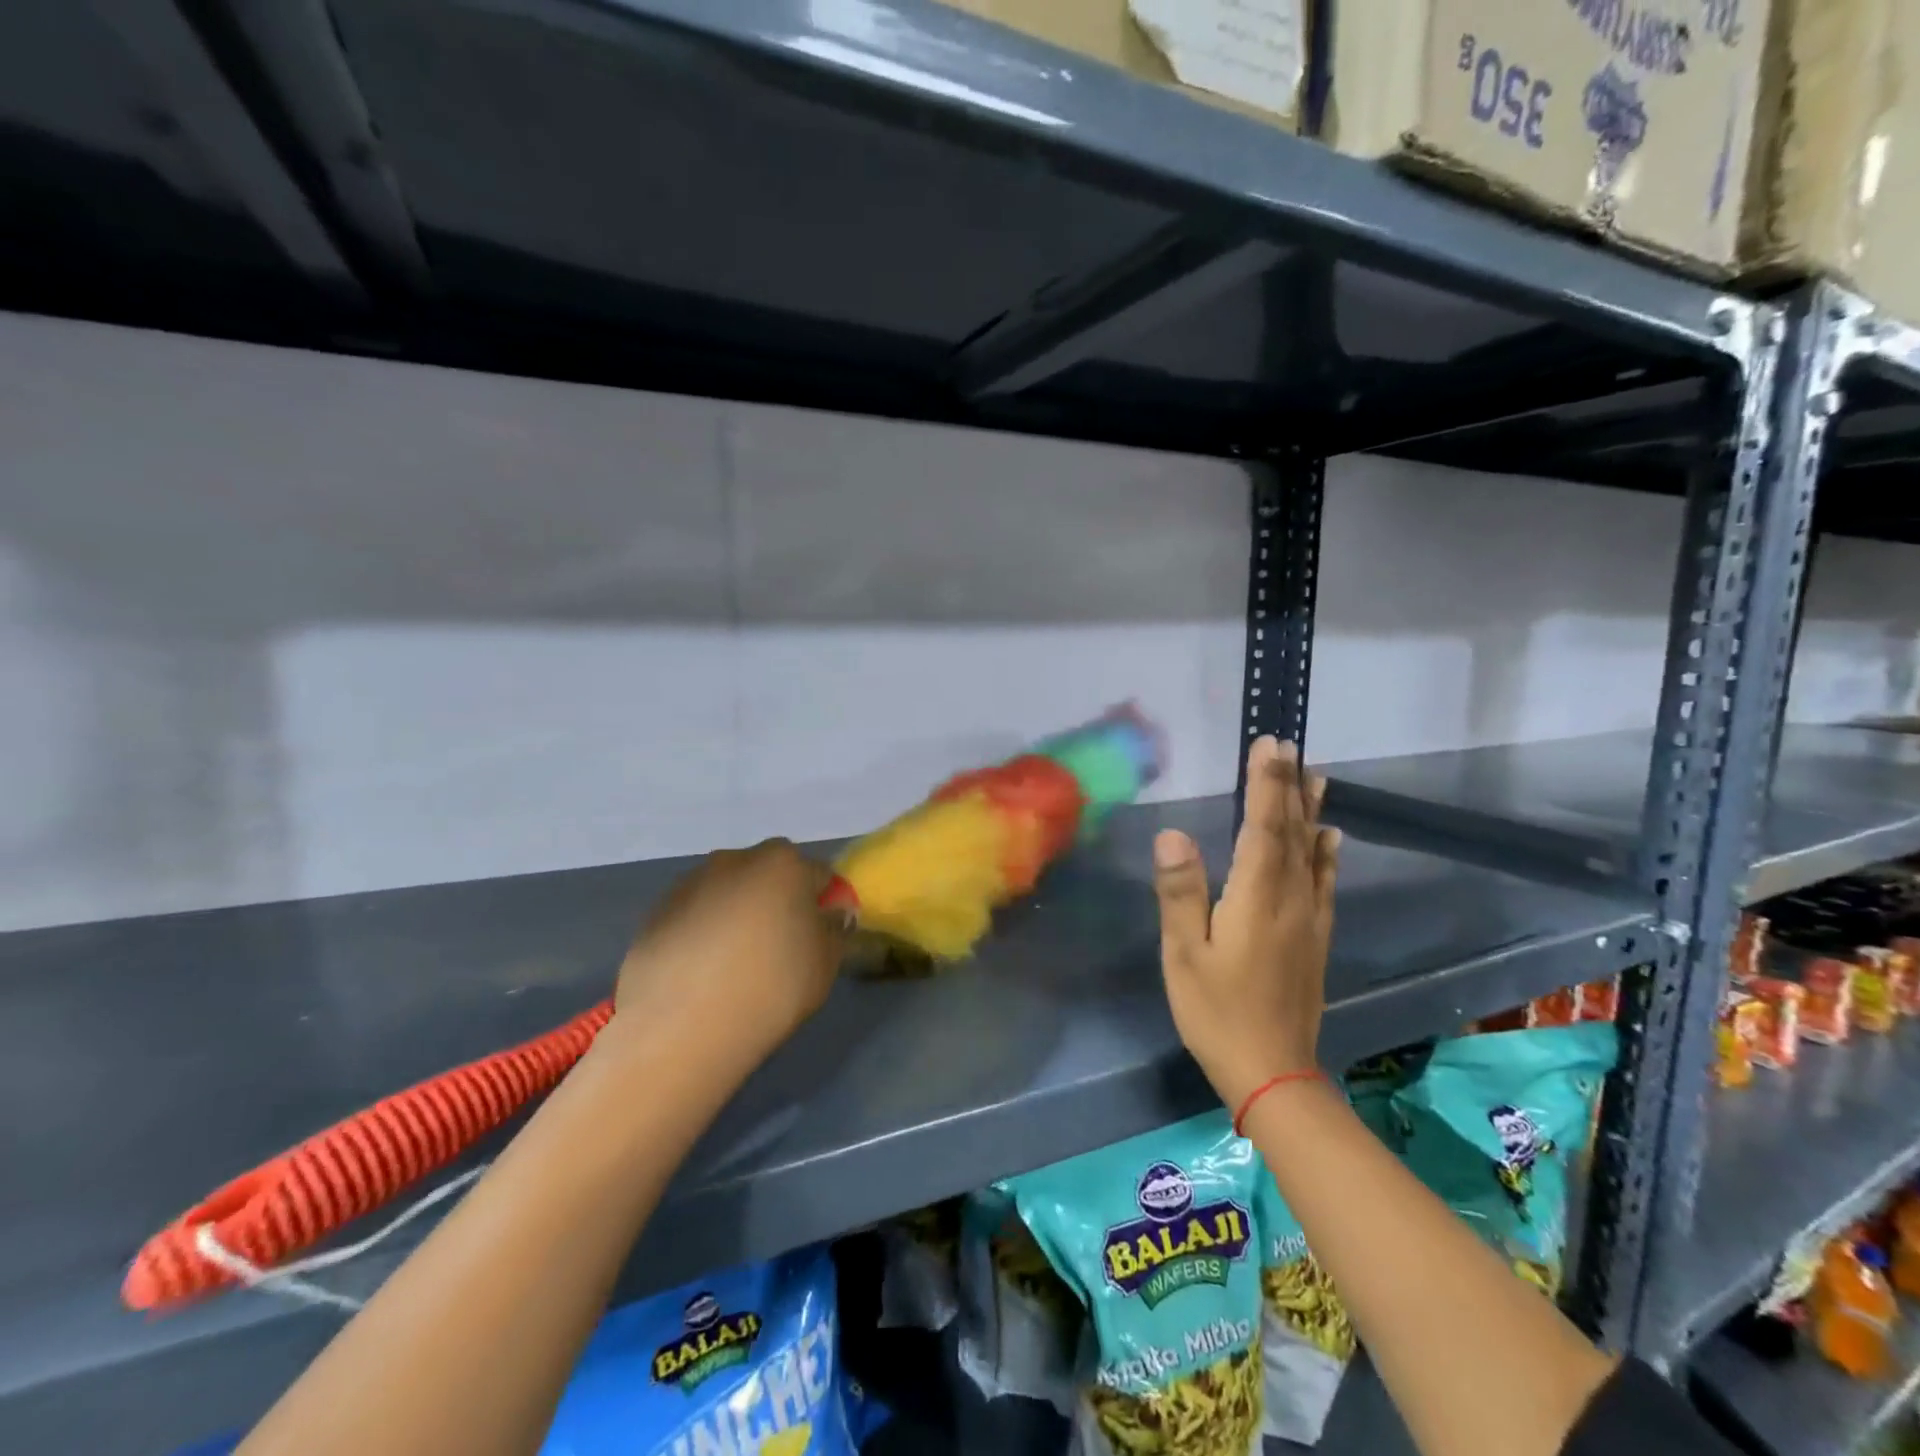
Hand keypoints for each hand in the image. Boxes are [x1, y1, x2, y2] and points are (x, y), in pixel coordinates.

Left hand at [611, 839, 846, 1071]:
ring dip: (737, 916)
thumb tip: (829, 914)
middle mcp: (736, 860)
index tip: (821, 937)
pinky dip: (703, 935)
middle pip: (769, 876)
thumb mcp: (826, 963)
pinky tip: (703, 975)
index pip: (819, 875)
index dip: (824, 905)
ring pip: (728, 894)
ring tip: (734, 966)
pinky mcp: (656, 914)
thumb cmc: (772, 986)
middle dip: (777, 903)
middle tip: (779, 949)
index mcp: (783, 863)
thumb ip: (834, 930)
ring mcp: (690, 884)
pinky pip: (695, 917)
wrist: (682, 1025)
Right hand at [1154, 737, 1339, 1109]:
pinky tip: (1332, 837)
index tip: (1269, 744)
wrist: (1273, 1072)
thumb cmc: (1216, 1012)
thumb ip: (1181, 892)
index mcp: (1256, 897)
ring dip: (1312, 811)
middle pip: (1293, 831)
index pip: (1263, 827)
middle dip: (1289, 786)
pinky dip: (1328, 853)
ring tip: (1317, 776)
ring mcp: (1309, 919)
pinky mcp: (1316, 938)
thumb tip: (1173, 833)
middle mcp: (1291, 899)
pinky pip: (1325, 881)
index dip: (1266, 783)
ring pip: (1313, 852)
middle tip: (1290, 745)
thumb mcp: (1183, 955)